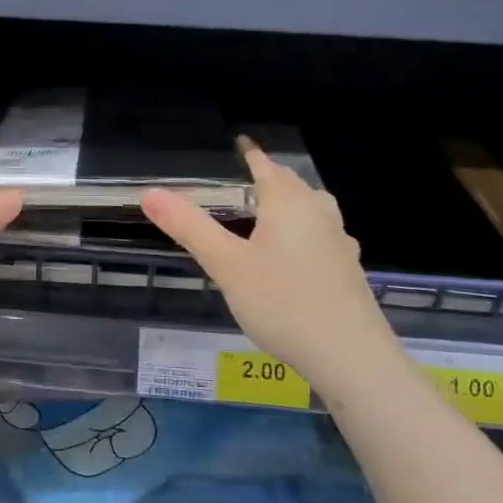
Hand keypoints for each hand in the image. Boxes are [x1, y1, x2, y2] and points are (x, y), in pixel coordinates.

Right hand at [142, 138, 394, 381]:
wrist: (352, 359)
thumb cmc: (284, 303)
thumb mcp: (226, 265)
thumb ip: (189, 227)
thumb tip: (150, 193)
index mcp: (288, 203)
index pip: (265, 166)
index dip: (249, 153)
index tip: (238, 142)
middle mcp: (318, 214)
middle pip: (292, 184)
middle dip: (269, 177)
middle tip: (243, 180)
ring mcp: (339, 243)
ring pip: (313, 209)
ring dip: (291, 204)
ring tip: (268, 214)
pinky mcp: (348, 271)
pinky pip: (321, 236)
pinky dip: (303, 232)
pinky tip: (294, 256)